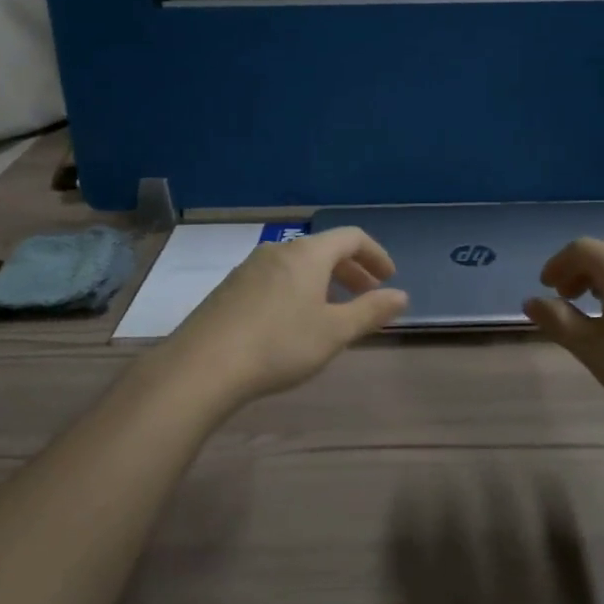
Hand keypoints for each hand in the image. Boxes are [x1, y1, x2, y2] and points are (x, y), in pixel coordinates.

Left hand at [154, 226, 407, 411]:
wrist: (202, 366)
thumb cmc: (279, 344)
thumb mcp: (334, 332)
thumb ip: (370, 311)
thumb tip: (400, 296)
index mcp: (308, 254)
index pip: (351, 237)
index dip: (375, 254)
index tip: (388, 279)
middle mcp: (279, 250)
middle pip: (324, 249)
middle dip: (351, 270)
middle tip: (367, 295)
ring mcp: (249, 267)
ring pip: (298, 265)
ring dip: (324, 281)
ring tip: (333, 311)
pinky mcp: (230, 288)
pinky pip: (275, 278)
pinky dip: (297, 290)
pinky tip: (293, 322)